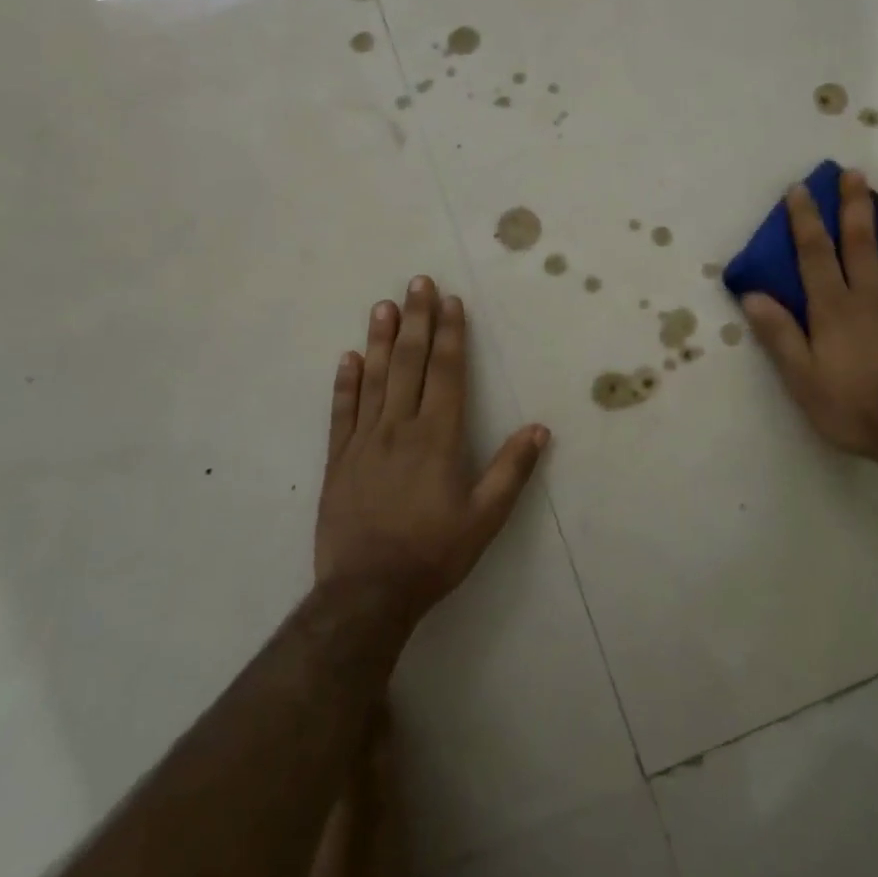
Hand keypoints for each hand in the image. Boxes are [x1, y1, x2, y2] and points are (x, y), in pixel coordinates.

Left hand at [316, 276, 549, 622]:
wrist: (366, 593)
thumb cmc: (433, 554)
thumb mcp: (485, 518)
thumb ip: (512, 471)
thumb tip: (539, 428)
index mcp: (437, 437)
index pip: (447, 373)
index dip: (450, 334)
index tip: (449, 301)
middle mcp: (399, 428)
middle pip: (409, 363)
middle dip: (417, 321)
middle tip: (417, 283)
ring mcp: (364, 441)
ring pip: (373, 379)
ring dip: (380, 340)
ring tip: (384, 305)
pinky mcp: (338, 460)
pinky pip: (342, 412)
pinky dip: (345, 382)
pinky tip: (348, 358)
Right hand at [742, 170, 877, 469]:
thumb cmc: (854, 407)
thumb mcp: (802, 378)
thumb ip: (779, 334)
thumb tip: (752, 294)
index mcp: (834, 308)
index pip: (814, 254)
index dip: (805, 220)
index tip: (799, 189)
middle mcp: (870, 297)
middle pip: (860, 243)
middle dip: (854, 206)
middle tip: (853, 173)